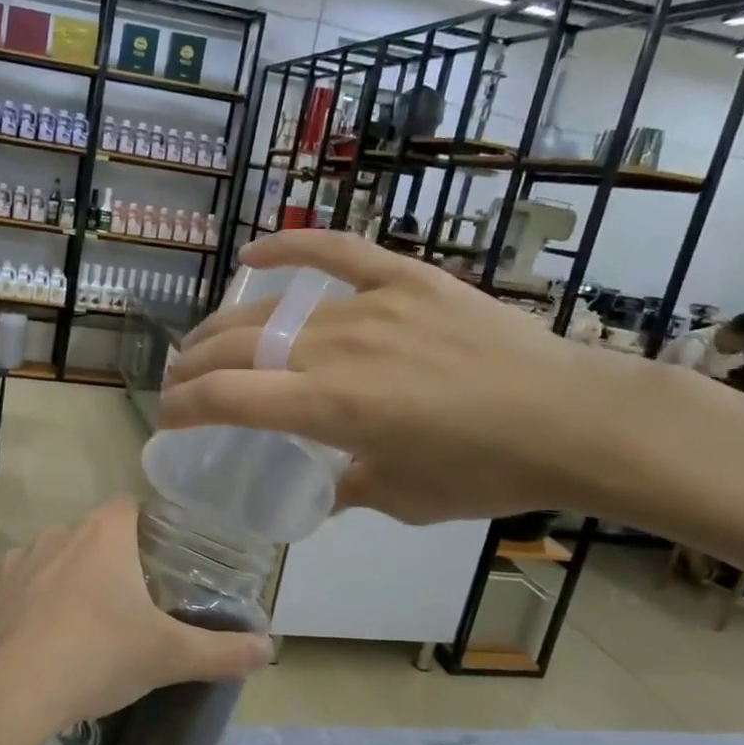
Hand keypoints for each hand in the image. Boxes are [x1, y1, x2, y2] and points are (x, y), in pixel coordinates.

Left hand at [0, 498, 273, 744]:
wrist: (4, 695)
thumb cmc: (95, 657)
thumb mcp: (168, 657)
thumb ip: (222, 651)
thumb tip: (269, 648)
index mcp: (102, 534)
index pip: (131, 506)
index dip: (150, 528)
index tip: (164, 563)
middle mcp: (57, 534)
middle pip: (94, 535)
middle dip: (114, 562)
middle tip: (135, 605)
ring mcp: (16, 562)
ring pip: (55, 560)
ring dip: (72, 583)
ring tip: (89, 628)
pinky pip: (21, 591)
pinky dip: (34, 608)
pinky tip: (44, 645)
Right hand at [156, 230, 632, 524]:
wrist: (575, 418)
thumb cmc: (487, 471)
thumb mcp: (404, 498)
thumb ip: (346, 488)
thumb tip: (319, 488)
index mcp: (331, 407)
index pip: (227, 398)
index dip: (184, 408)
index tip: (168, 420)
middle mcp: (336, 348)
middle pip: (237, 347)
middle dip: (192, 366)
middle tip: (180, 383)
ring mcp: (370, 306)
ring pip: (273, 310)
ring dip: (226, 328)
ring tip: (207, 342)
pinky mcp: (406, 279)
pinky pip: (337, 252)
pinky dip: (292, 247)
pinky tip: (255, 255)